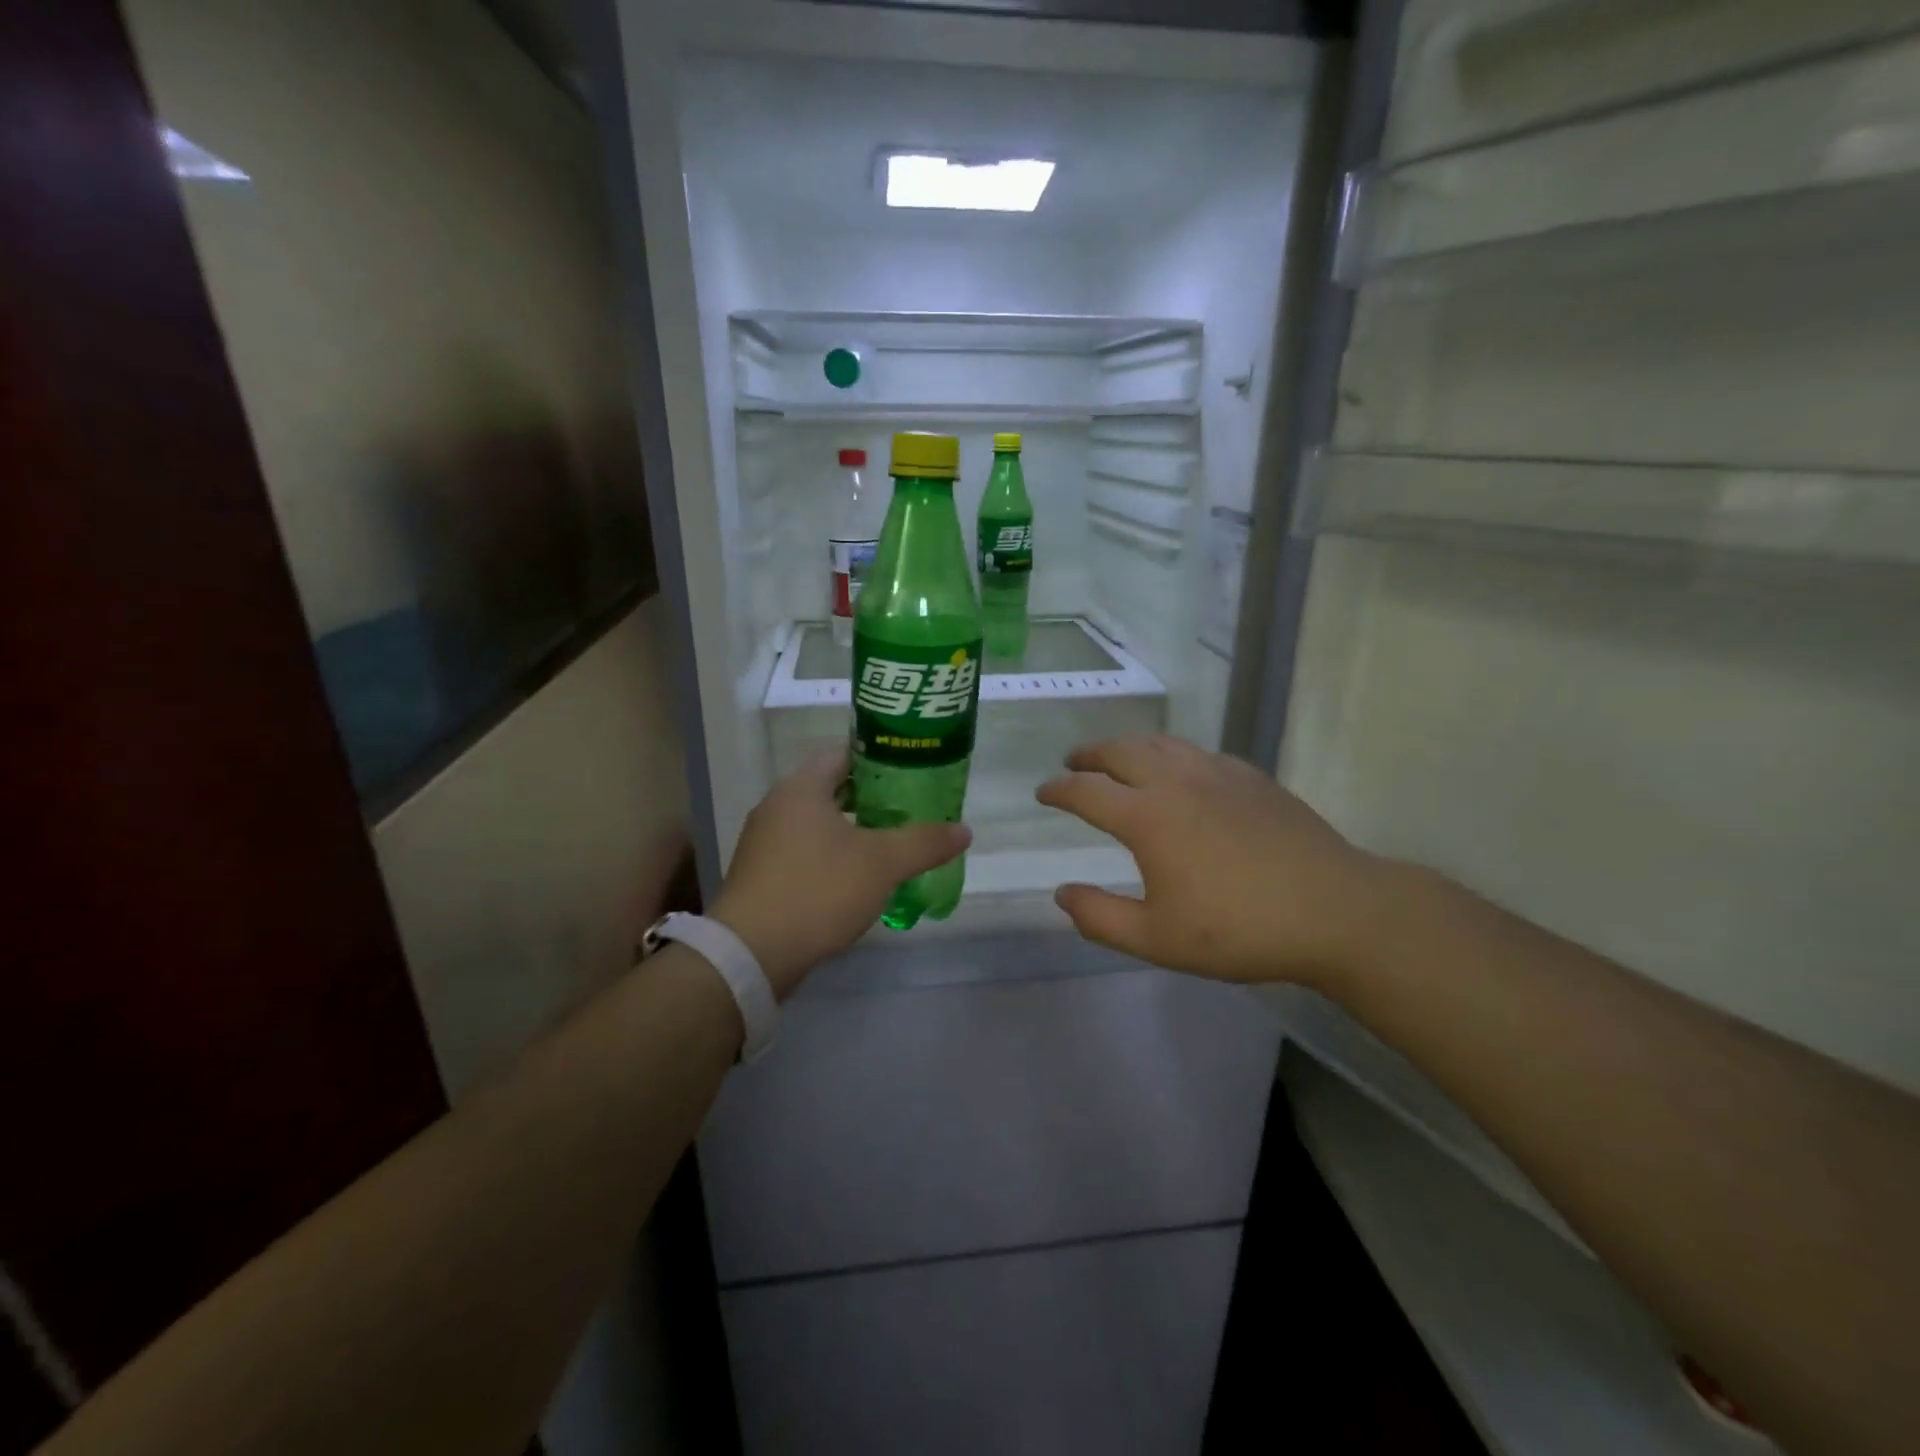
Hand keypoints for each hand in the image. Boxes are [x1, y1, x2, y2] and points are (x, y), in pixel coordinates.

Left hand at [710, 746, 970, 998]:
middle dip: (871, 797)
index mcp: (801, 788)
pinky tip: (856, 877)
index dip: (880, 758)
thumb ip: (924, 842)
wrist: (752, 953)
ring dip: (851, 828)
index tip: (911, 771)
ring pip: (817, 822)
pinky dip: (831, 854)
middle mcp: (777, 805)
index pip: (844, 753)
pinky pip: (803, 851)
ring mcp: (764, 841)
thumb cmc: (818, 890)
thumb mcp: (882, 863)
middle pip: (831, 787)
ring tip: (889, 842)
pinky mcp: (760, 874)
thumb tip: (964, 830)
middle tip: (909, 808)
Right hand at [1036, 735, 1391, 986]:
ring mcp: (1218, 774)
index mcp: (1147, 818)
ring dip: (1129, 746)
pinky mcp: (1252, 778)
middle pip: (1121, 752)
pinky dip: (1174, 754)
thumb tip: (1061, 894)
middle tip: (1074, 762)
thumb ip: (1100, 917)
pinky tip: (1182, 770)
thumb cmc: (1238, 930)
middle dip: (1090, 754)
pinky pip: (1199, 753)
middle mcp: (1176, 782)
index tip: (1043, 792)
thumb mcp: (1157, 939)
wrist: (1334, 910)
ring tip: (1118, 756)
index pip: (1087, 791)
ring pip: (1162, 744)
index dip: (1059, 789)